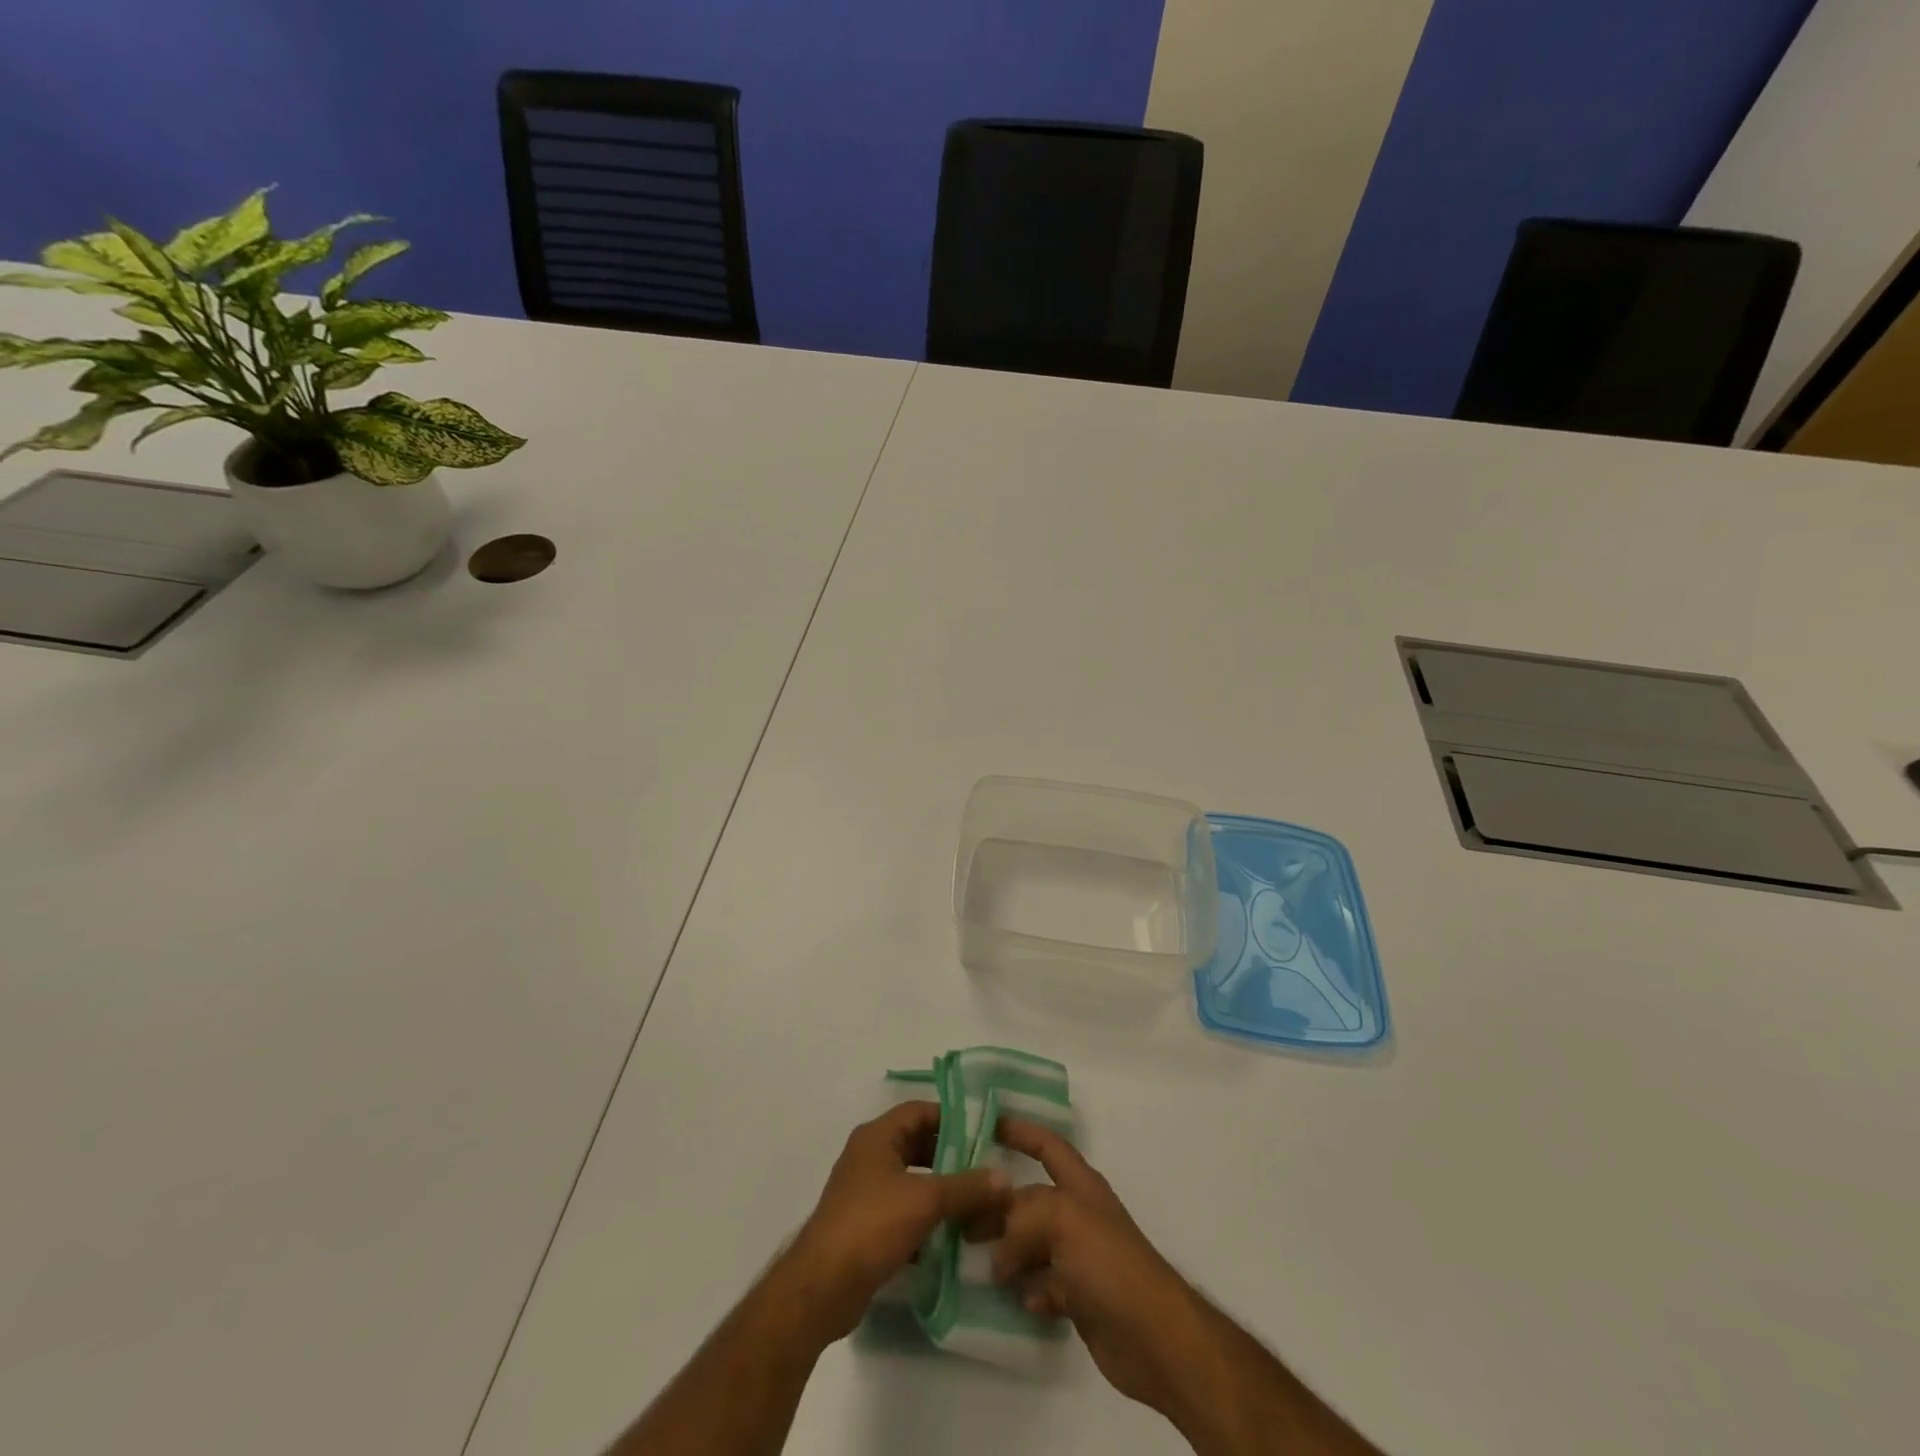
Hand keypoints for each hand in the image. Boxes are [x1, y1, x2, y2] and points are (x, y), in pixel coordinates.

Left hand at [779, 1101, 1010, 1344]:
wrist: (822, 1286)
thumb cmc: (872, 1226)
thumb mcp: (926, 1201)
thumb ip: (967, 1187)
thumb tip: (1005, 1177)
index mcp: (877, 1136)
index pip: (919, 1111)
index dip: (950, 1117)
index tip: (982, 1131)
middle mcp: (869, 1156)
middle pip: (916, 1144)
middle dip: (950, 1155)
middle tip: (984, 1167)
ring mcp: (865, 1191)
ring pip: (911, 1179)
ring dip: (940, 1188)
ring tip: (976, 1201)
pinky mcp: (865, 1225)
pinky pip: (902, 1210)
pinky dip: (925, 1217)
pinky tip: (952, 1234)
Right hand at [991, 1118, 1216, 1424]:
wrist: (1155, 1339)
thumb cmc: (1111, 1264)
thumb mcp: (1064, 1221)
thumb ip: (1023, 1219)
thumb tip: (996, 1251)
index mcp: (1080, 1186)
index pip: (1048, 1145)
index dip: (1021, 1131)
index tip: (987, 1125)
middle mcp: (1079, 1216)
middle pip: (1031, 1200)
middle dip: (998, 1205)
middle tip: (960, 1217)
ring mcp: (1080, 1258)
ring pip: (1032, 1244)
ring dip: (1006, 1251)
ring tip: (974, 1261)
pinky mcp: (1080, 1299)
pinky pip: (1042, 1285)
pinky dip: (1026, 1289)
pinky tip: (1015, 1299)